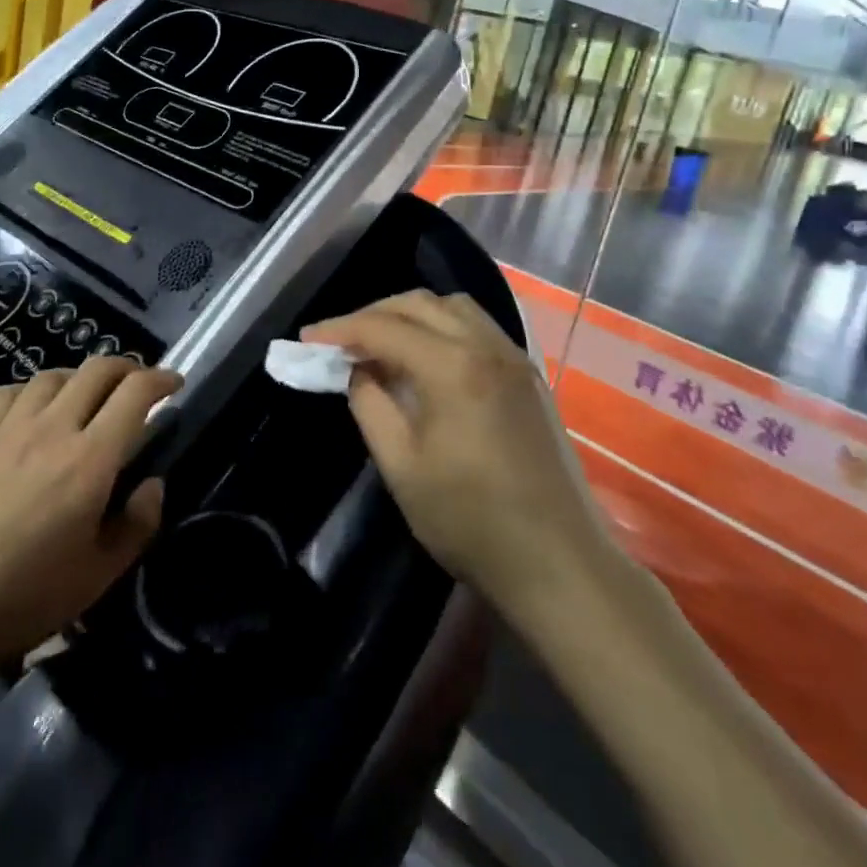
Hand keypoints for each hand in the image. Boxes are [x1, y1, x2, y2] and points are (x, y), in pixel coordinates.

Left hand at [0, 358, 179, 672]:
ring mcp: (9, 428)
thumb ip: (137, 525)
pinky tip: (35, 410)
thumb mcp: (97, 578)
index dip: (161, 380)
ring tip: (89, 397)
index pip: (135, 394)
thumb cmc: (19, 598)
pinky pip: (11, 391)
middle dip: (128, 368)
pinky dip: (35, 390)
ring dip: (82, 377)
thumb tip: (154, 484)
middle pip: (98, 370)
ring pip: (54, 374)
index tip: (175, 385)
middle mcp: (53, 429)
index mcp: (90, 460)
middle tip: (140, 387)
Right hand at [304, 292, 626, 612]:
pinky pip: (478, 328)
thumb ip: (371, 406)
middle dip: (372, 314)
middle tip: (339, 340)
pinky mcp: (530, 376)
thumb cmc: (471, 521)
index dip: (340, 329)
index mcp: (453, 367)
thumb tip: (360, 371)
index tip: (307, 339)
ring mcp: (515, 358)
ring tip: (380, 344)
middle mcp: (488, 347)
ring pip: (454, 308)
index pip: (384, 328)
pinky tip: (425, 358)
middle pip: (420, 304)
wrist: (559, 563)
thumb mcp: (401, 467)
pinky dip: (441, 327)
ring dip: (410, 314)